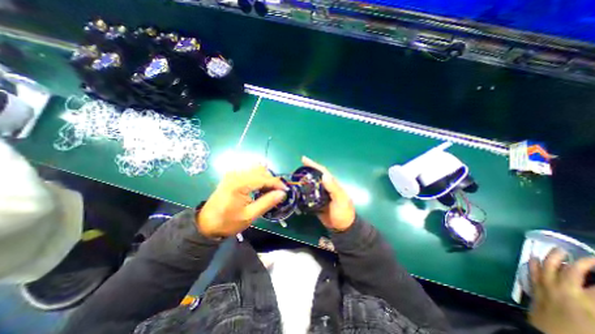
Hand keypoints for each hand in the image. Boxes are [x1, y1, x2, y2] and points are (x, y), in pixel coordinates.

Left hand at [197, 163, 286, 236]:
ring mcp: (233, 173)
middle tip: (277, 193)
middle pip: (261, 171)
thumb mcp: (249, 216)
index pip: (264, 178)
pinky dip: (258, 177)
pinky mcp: (232, 175)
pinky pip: (250, 171)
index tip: (286, 190)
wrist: (205, 223)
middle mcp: (236, 174)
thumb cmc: (227, 222)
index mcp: (239, 184)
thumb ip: (267, 202)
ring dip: (266, 178)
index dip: (277, 183)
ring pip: (256, 169)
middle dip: (272, 180)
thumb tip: (282, 193)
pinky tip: (260, 187)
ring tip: (269, 190)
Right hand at [300, 157, 354, 232]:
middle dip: (306, 171)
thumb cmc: (343, 212)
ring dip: (303, 181)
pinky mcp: (316, 202)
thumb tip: (324, 175)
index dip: (313, 164)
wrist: (342, 227)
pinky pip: (308, 194)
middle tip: (295, 171)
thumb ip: (333, 188)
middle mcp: (326, 187)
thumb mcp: (340, 200)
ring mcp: (321, 195)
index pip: (322, 171)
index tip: (303, 159)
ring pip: (311, 185)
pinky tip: (296, 191)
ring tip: (294, 179)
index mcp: (332, 184)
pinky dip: (303, 191)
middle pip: (315, 176)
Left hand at [527, 248, 593, 333]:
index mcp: (589, 303)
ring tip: (560, 249)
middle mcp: (565, 290)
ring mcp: (546, 286)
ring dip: (554, 256)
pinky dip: (533, 262)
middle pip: (574, 270)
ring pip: (548, 265)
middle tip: (594, 257)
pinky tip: (533, 256)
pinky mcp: (534, 287)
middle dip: (586, 262)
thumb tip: (591, 296)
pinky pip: (532, 270)